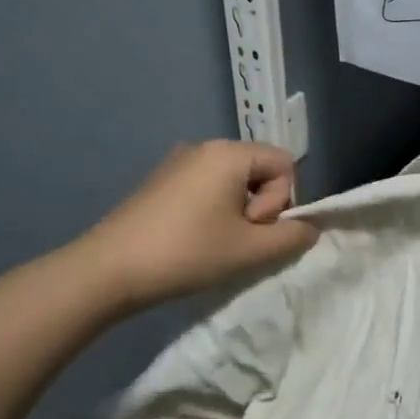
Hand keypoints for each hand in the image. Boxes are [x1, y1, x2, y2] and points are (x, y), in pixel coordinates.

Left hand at [73, 140, 317, 308]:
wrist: (108, 270)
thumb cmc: (187, 253)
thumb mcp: (251, 250)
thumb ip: (292, 237)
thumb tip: (310, 229)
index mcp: (229, 153)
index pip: (285, 165)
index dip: (281, 200)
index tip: (252, 227)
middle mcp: (204, 147)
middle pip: (259, 171)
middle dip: (259, 207)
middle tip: (235, 239)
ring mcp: (178, 162)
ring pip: (233, 182)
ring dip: (237, 213)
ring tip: (214, 243)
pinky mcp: (160, 182)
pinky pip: (207, 188)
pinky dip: (213, 212)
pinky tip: (194, 240)